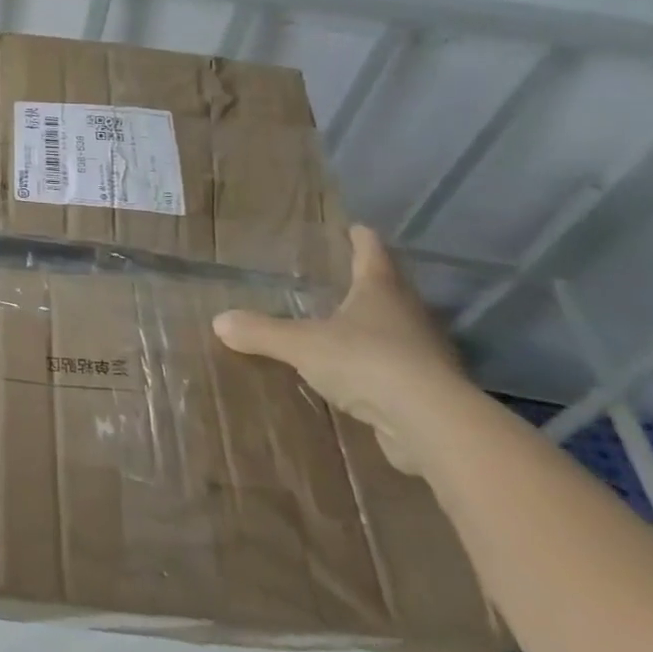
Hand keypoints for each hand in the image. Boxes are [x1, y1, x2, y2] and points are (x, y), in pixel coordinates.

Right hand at [212, 225, 470, 473]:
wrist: (432, 424)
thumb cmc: (366, 362)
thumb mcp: (302, 344)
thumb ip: (262, 331)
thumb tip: (219, 321)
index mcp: (381, 290)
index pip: (372, 253)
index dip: (362, 239)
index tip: (357, 228)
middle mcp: (410, 315)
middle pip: (392, 290)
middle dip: (372, 284)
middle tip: (346, 279)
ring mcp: (428, 354)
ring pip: (400, 331)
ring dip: (380, 328)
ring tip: (351, 329)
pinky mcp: (433, 392)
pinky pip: (402, 371)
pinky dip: (384, 369)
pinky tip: (364, 379)